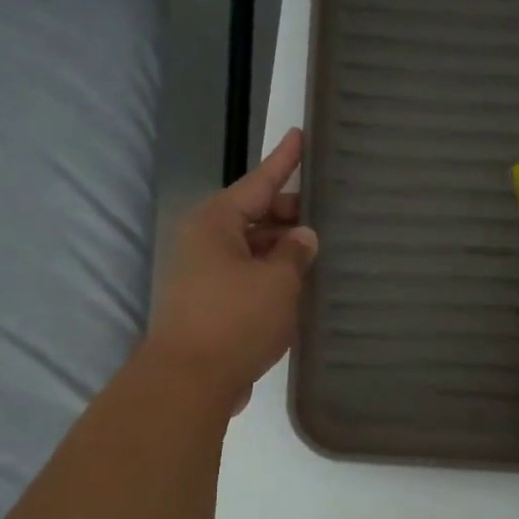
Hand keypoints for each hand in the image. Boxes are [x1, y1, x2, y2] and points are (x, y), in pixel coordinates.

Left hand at [144, 129, 318, 412]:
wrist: (189, 382)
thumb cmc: (235, 319)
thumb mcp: (278, 280)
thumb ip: (295, 252)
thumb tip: (303, 237)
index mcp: (216, 222)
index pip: (259, 182)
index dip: (284, 161)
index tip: (300, 136)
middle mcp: (205, 241)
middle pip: (255, 215)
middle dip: (290, 215)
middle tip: (329, 213)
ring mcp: (203, 274)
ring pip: (253, 249)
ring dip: (283, 250)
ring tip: (322, 251)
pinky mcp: (209, 304)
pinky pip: (247, 277)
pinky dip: (271, 277)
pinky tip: (300, 286)